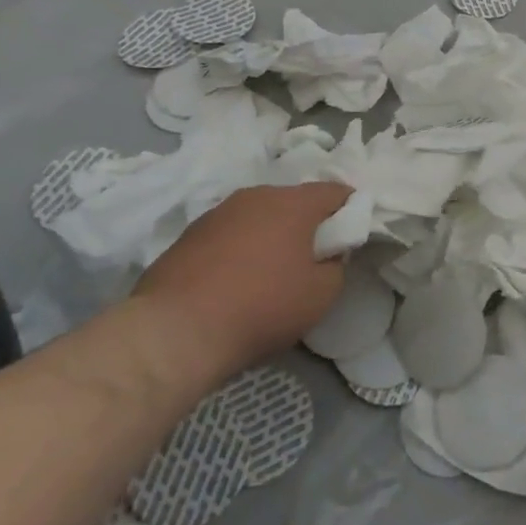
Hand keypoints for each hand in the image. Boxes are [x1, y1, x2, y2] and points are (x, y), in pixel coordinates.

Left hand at [133, 182, 350, 389]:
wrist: (174, 332)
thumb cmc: (261, 307)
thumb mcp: (320, 295)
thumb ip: (335, 267)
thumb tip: (327, 256)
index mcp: (293, 203)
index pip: (335, 192)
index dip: (350, 210)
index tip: (351, 235)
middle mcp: (256, 196)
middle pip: (294, 202)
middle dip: (307, 224)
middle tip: (312, 257)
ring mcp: (218, 213)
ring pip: (258, 216)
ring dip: (269, 236)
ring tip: (269, 273)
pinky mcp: (187, 236)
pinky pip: (228, 235)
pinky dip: (238, 250)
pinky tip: (233, 283)